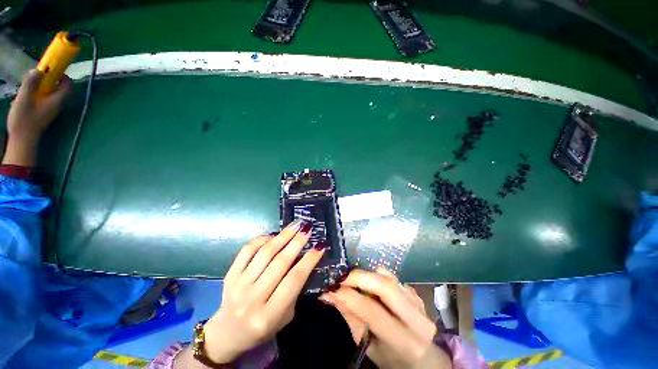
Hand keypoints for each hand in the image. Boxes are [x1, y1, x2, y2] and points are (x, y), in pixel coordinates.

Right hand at [3, 69, 71, 165]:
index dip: (62, 74)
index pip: (68, 84)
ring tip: (29, 86)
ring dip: (41, 86)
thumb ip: (31, 84)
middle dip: (49, 79)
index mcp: (57, 100)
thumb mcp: (25, 99)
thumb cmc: (24, 120)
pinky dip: (38, 93)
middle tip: (36, 76)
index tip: (51, 68)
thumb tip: (38, 70)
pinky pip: (44, 99)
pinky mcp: (44, 113)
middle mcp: (58, 104)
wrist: (22, 140)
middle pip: (59, 87)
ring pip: (51, 92)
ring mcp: (51, 109)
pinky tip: (26, 96)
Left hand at [201, 220, 323, 363]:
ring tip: (295, 225)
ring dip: (283, 236)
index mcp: (269, 315)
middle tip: (307, 228)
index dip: (309, 260)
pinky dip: (262, 239)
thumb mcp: (285, 318)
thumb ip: (294, 291)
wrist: (226, 334)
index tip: (319, 246)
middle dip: (297, 242)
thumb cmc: (262, 329)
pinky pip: (247, 250)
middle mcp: (252, 298)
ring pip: (265, 253)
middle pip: (280, 262)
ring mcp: (238, 285)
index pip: (294, 280)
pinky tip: (273, 235)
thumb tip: (304, 260)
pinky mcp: (230, 275)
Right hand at [320, 269, 451, 368]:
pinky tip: (373, 289)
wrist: (423, 358)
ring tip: (356, 283)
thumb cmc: (391, 358)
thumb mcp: (368, 346)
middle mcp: (416, 318)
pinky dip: (378, 278)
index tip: (331, 290)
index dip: (349, 297)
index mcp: (404, 341)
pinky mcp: (415, 292)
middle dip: (359, 277)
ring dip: (367, 276)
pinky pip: (392, 277)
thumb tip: (330, 295)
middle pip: (385, 286)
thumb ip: (350, 318)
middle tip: (342, 279)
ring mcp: (418, 302)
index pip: (372, 311)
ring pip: (388, 277)